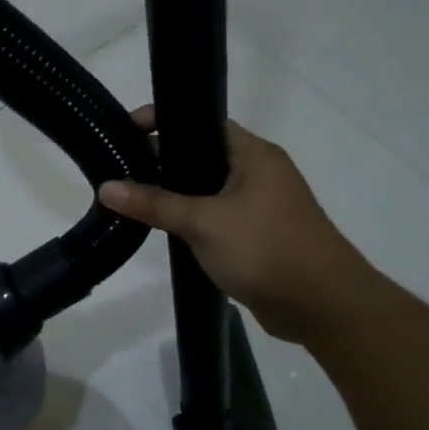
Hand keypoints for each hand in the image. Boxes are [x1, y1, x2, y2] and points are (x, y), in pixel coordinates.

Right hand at [98, 107, 372, 341]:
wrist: (323, 307)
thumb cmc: (266, 250)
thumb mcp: (203, 223)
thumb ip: (154, 204)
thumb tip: (105, 187)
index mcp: (253, 155)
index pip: (201, 123)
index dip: (163, 122)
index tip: (124, 130)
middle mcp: (258, 173)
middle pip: (200, 155)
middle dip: (161, 160)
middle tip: (118, 167)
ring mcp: (258, 206)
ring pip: (205, 189)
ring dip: (173, 193)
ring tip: (129, 196)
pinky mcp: (255, 236)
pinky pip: (213, 216)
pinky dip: (189, 218)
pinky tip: (160, 227)